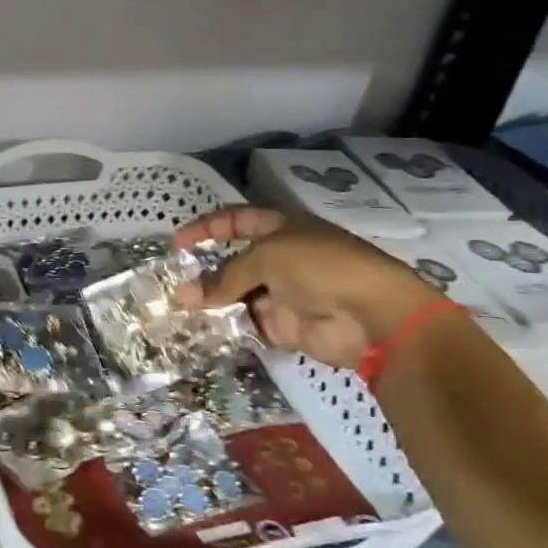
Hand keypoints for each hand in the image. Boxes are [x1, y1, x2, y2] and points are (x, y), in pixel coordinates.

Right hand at [173, 207, 441, 371]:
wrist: (372, 316)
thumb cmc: (320, 267)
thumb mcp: (266, 257)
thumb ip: (225, 276)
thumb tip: (186, 295)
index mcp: (282, 229)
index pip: (237, 220)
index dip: (208, 227)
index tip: (177, 242)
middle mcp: (281, 258)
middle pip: (234, 261)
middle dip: (205, 270)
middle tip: (175, 281)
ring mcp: (284, 293)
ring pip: (238, 294)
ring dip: (212, 300)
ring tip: (182, 307)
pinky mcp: (286, 326)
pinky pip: (249, 323)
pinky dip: (228, 325)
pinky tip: (204, 327)